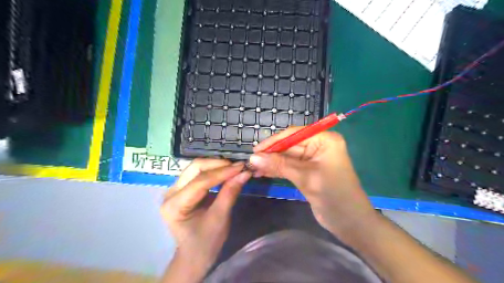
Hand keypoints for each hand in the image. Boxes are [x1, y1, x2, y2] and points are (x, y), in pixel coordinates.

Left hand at [162, 159, 249, 281]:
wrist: (194, 255)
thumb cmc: (206, 242)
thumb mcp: (220, 218)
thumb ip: (230, 193)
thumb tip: (244, 173)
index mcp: (174, 205)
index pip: (200, 181)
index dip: (222, 172)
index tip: (241, 167)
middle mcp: (170, 192)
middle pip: (195, 168)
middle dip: (218, 165)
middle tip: (238, 167)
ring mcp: (175, 189)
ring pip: (197, 167)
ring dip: (217, 165)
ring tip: (234, 168)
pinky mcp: (182, 188)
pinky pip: (198, 173)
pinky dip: (214, 170)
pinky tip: (226, 172)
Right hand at [250, 128, 375, 240]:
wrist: (350, 223)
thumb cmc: (333, 196)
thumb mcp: (305, 178)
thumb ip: (279, 165)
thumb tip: (253, 158)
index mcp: (324, 140)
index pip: (294, 134)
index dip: (273, 142)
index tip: (255, 151)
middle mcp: (319, 145)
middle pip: (289, 145)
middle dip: (271, 154)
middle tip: (251, 162)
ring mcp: (313, 159)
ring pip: (287, 157)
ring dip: (272, 162)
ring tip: (254, 169)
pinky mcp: (308, 171)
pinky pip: (290, 166)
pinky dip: (277, 169)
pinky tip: (264, 173)